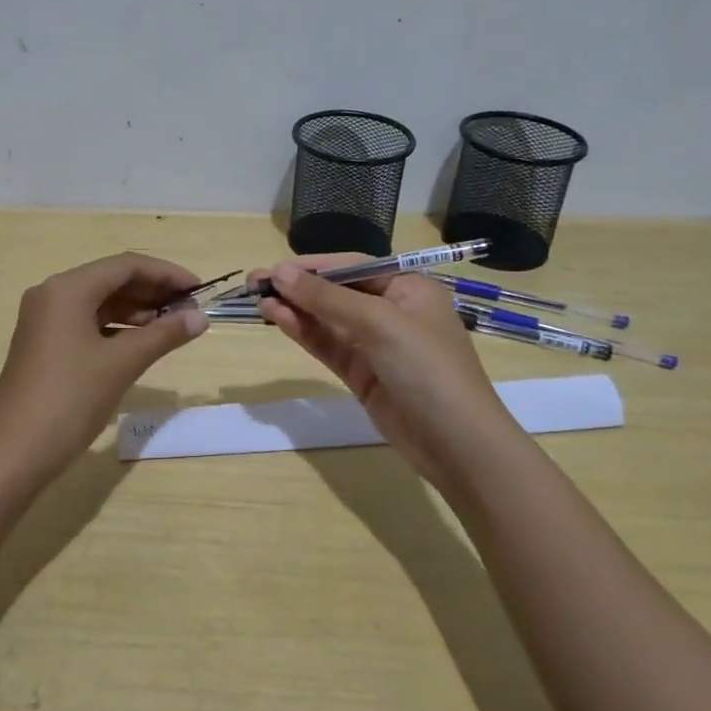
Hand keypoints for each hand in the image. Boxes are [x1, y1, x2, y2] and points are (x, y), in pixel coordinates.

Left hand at [0, 253, 207, 479]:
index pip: (126, 265)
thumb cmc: (71, 399)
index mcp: (68, 288)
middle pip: (111, 280)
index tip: (199, 290)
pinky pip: (86, 322)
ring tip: (172, 326)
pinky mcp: (43, 343)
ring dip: (136, 310)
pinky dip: (116, 328)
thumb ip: (163, 335)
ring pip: (99, 302)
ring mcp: (44, 319)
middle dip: (152, 291)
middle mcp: (52, 294)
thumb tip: (200, 318)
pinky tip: (141, 342)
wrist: (14, 452)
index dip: (166, 274)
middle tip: (189, 309)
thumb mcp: (122, 364)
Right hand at [253, 256, 503, 481]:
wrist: (457, 445)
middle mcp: (392, 310)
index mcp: (408, 287)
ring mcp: (377, 344)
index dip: (311, 265)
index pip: (352, 265)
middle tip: (253, 283)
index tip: (272, 268)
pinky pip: (328, 345)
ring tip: (257, 301)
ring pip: (328, 319)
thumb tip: (280, 271)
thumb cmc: (426, 368)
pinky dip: (304, 332)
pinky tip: (278, 320)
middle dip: (297, 286)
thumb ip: (327, 297)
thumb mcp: (378, 323)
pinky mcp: (363, 374)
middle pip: (336, 291)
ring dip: (295, 309)